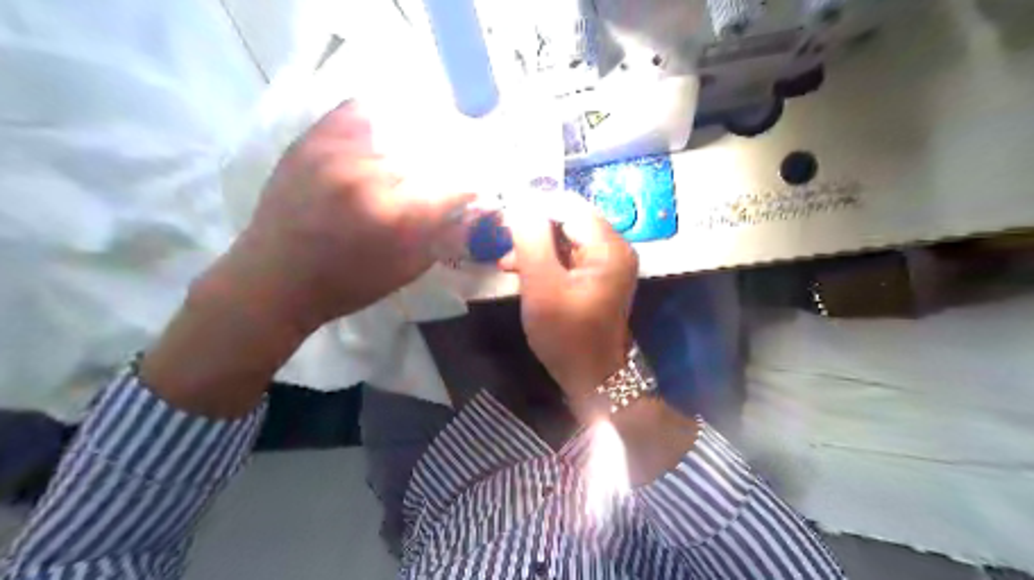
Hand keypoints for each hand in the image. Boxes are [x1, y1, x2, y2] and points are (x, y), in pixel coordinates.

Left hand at [213, 102, 471, 333]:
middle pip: (428, 153)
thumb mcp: (407, 270)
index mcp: (397, 216)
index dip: (468, 188)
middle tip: (440, 176)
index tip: (469, 192)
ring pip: (396, 129)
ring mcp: (338, 152)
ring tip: (412, 156)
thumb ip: (445, 237)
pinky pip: (356, 112)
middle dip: (442, 165)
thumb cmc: (348, 284)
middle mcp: (370, 176)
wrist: (274, 280)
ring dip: (412, 143)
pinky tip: (379, 138)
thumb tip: (476, 209)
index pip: (454, 185)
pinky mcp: (312, 141)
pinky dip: (375, 121)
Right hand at [501, 194, 638, 397]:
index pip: (569, 206)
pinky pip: (569, 256)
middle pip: (568, 220)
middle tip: (503, 245)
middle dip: (533, 231)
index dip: (535, 208)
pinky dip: (546, 261)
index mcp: (608, 247)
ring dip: (536, 247)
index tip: (504, 221)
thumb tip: (520, 202)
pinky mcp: (598, 277)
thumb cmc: (566, 335)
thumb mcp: (542, 286)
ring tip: (508, 264)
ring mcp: (608, 263)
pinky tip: (524, 273)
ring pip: (565, 238)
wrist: (591, 377)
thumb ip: (531, 240)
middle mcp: (614, 248)